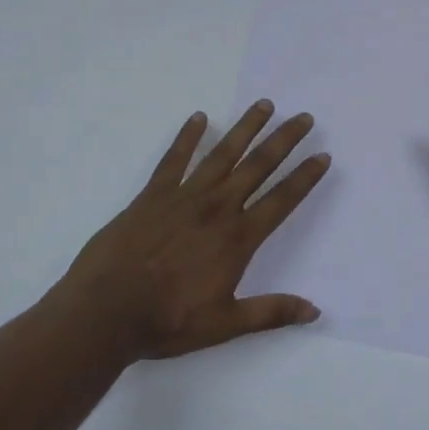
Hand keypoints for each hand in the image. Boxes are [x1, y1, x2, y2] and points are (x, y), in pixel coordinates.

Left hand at [58, 101, 331, 359]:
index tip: (322, 156)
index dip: (304, 178)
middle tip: (303, 117)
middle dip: (283, 141)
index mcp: (237, 238)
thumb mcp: (225, 324)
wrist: (106, 310)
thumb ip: (271, 313)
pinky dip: (187, 137)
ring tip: (263, 105)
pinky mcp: (153, 195)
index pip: (281, 201)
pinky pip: (174, 159)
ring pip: (222, 154)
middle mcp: (217, 208)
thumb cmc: (168, 320)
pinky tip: (198, 117)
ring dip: (245, 128)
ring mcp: (183, 196)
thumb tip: (315, 310)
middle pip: (258, 166)